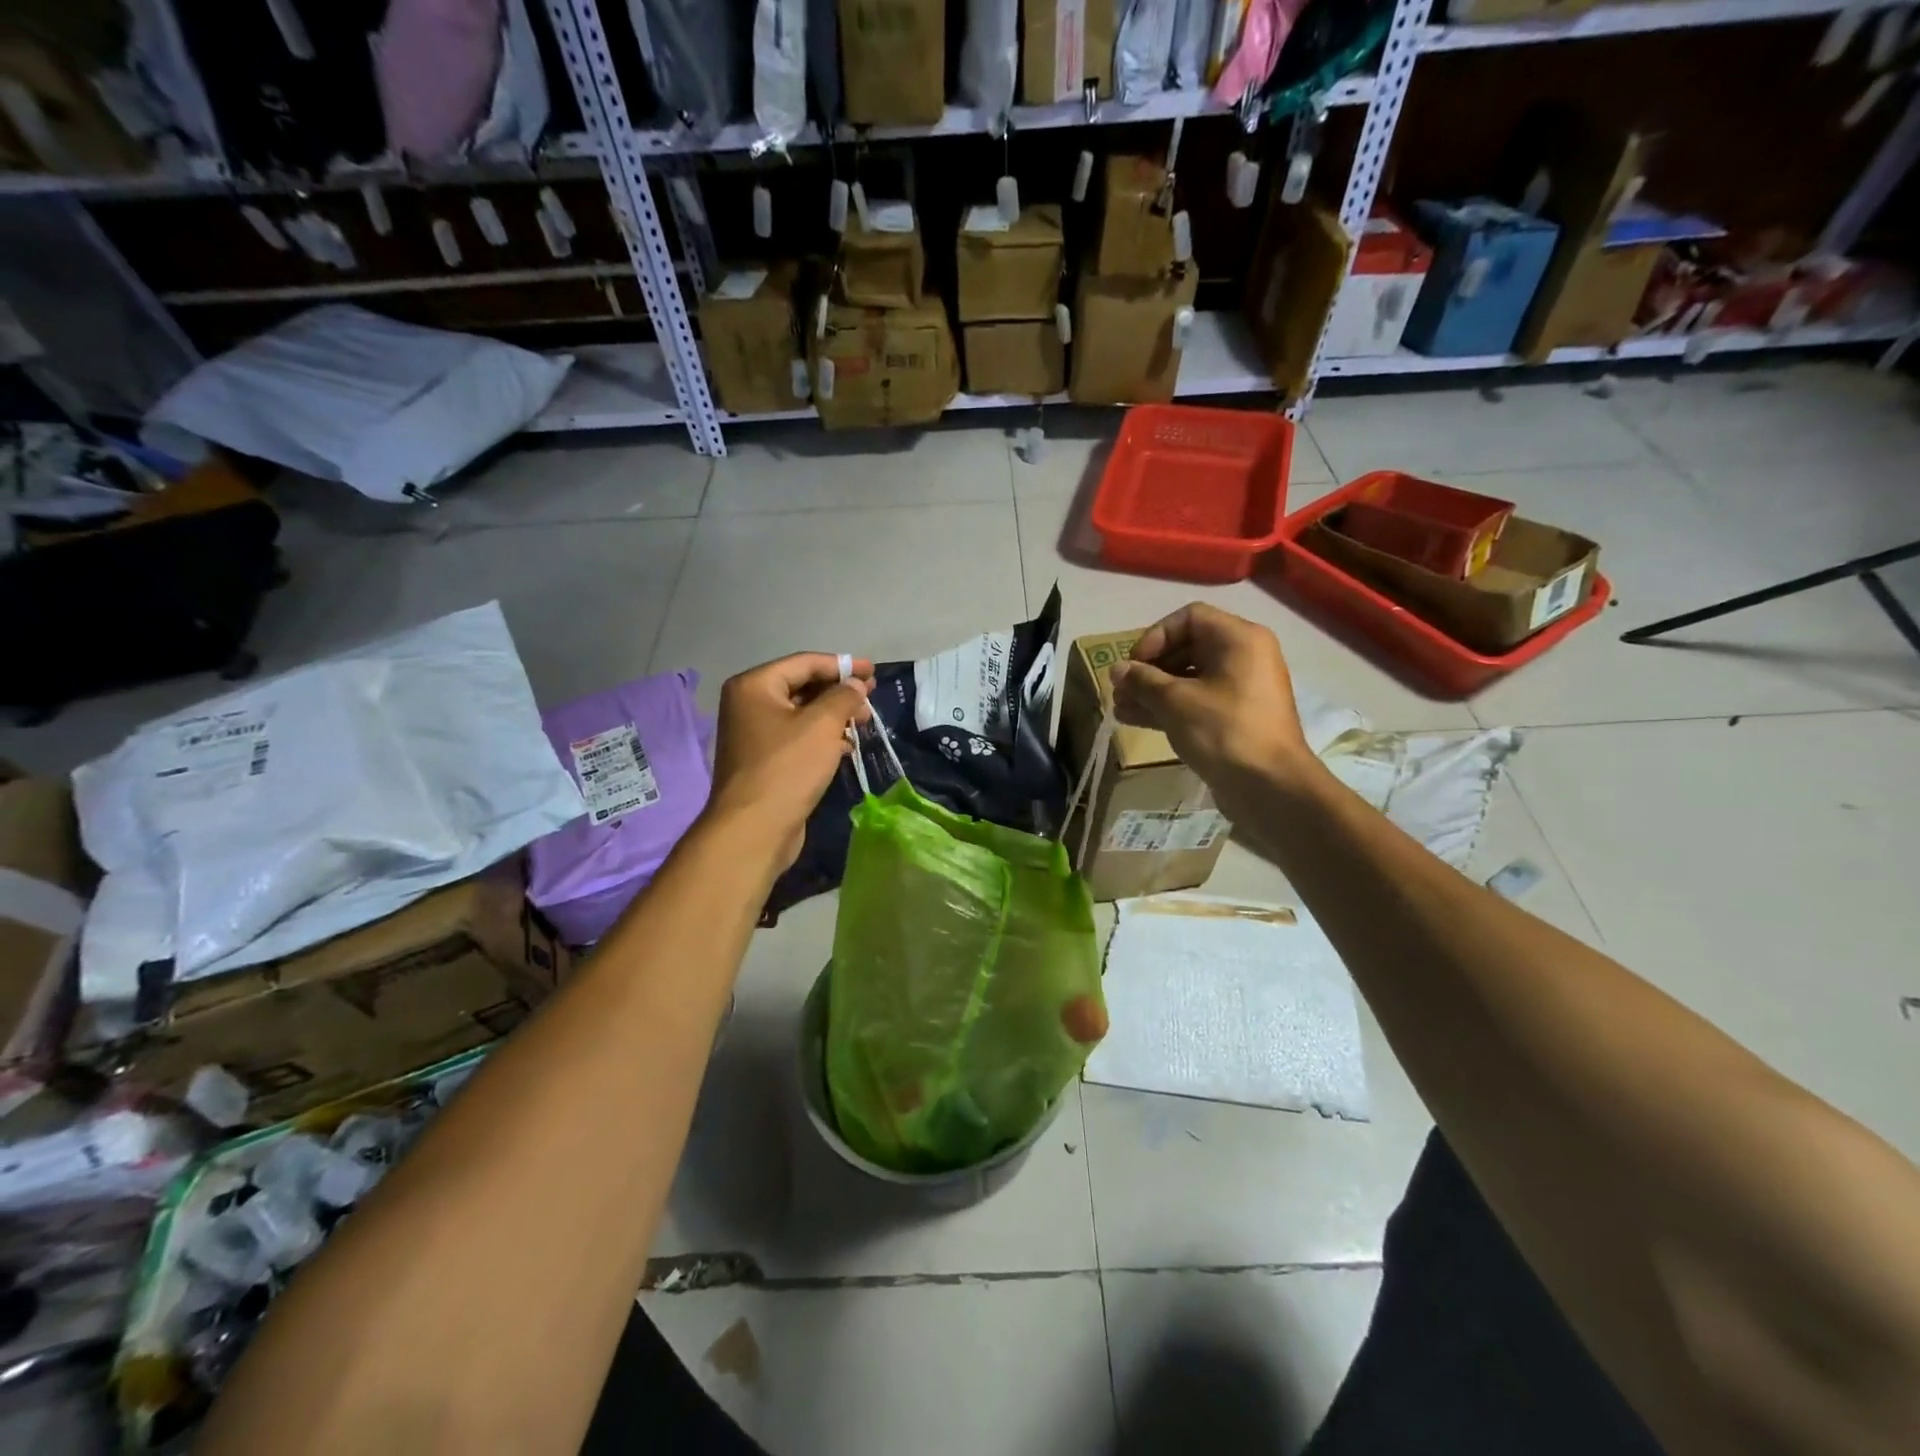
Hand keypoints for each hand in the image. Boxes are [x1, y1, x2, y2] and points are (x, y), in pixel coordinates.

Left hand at [705, 653, 873, 869]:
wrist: (754, 830)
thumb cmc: (787, 768)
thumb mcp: (822, 725)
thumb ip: (843, 697)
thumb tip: (856, 685)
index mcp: (754, 686)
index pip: (804, 663)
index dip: (842, 665)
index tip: (873, 671)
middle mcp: (749, 704)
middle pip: (802, 686)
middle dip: (839, 691)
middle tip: (871, 698)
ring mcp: (754, 734)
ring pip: (802, 714)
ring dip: (834, 716)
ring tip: (864, 723)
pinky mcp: (764, 761)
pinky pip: (798, 738)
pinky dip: (822, 737)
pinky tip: (846, 747)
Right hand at [1107, 604, 1314, 801]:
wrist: (1269, 787)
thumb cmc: (1224, 731)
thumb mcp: (1176, 702)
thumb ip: (1142, 681)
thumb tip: (1117, 669)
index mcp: (1239, 639)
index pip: (1189, 618)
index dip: (1155, 636)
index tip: (1134, 664)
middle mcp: (1244, 657)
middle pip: (1187, 647)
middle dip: (1149, 668)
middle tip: (1121, 689)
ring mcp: (1240, 689)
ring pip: (1189, 678)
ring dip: (1153, 691)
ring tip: (1120, 707)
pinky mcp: (1234, 718)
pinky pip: (1196, 701)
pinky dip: (1168, 707)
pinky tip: (1134, 719)